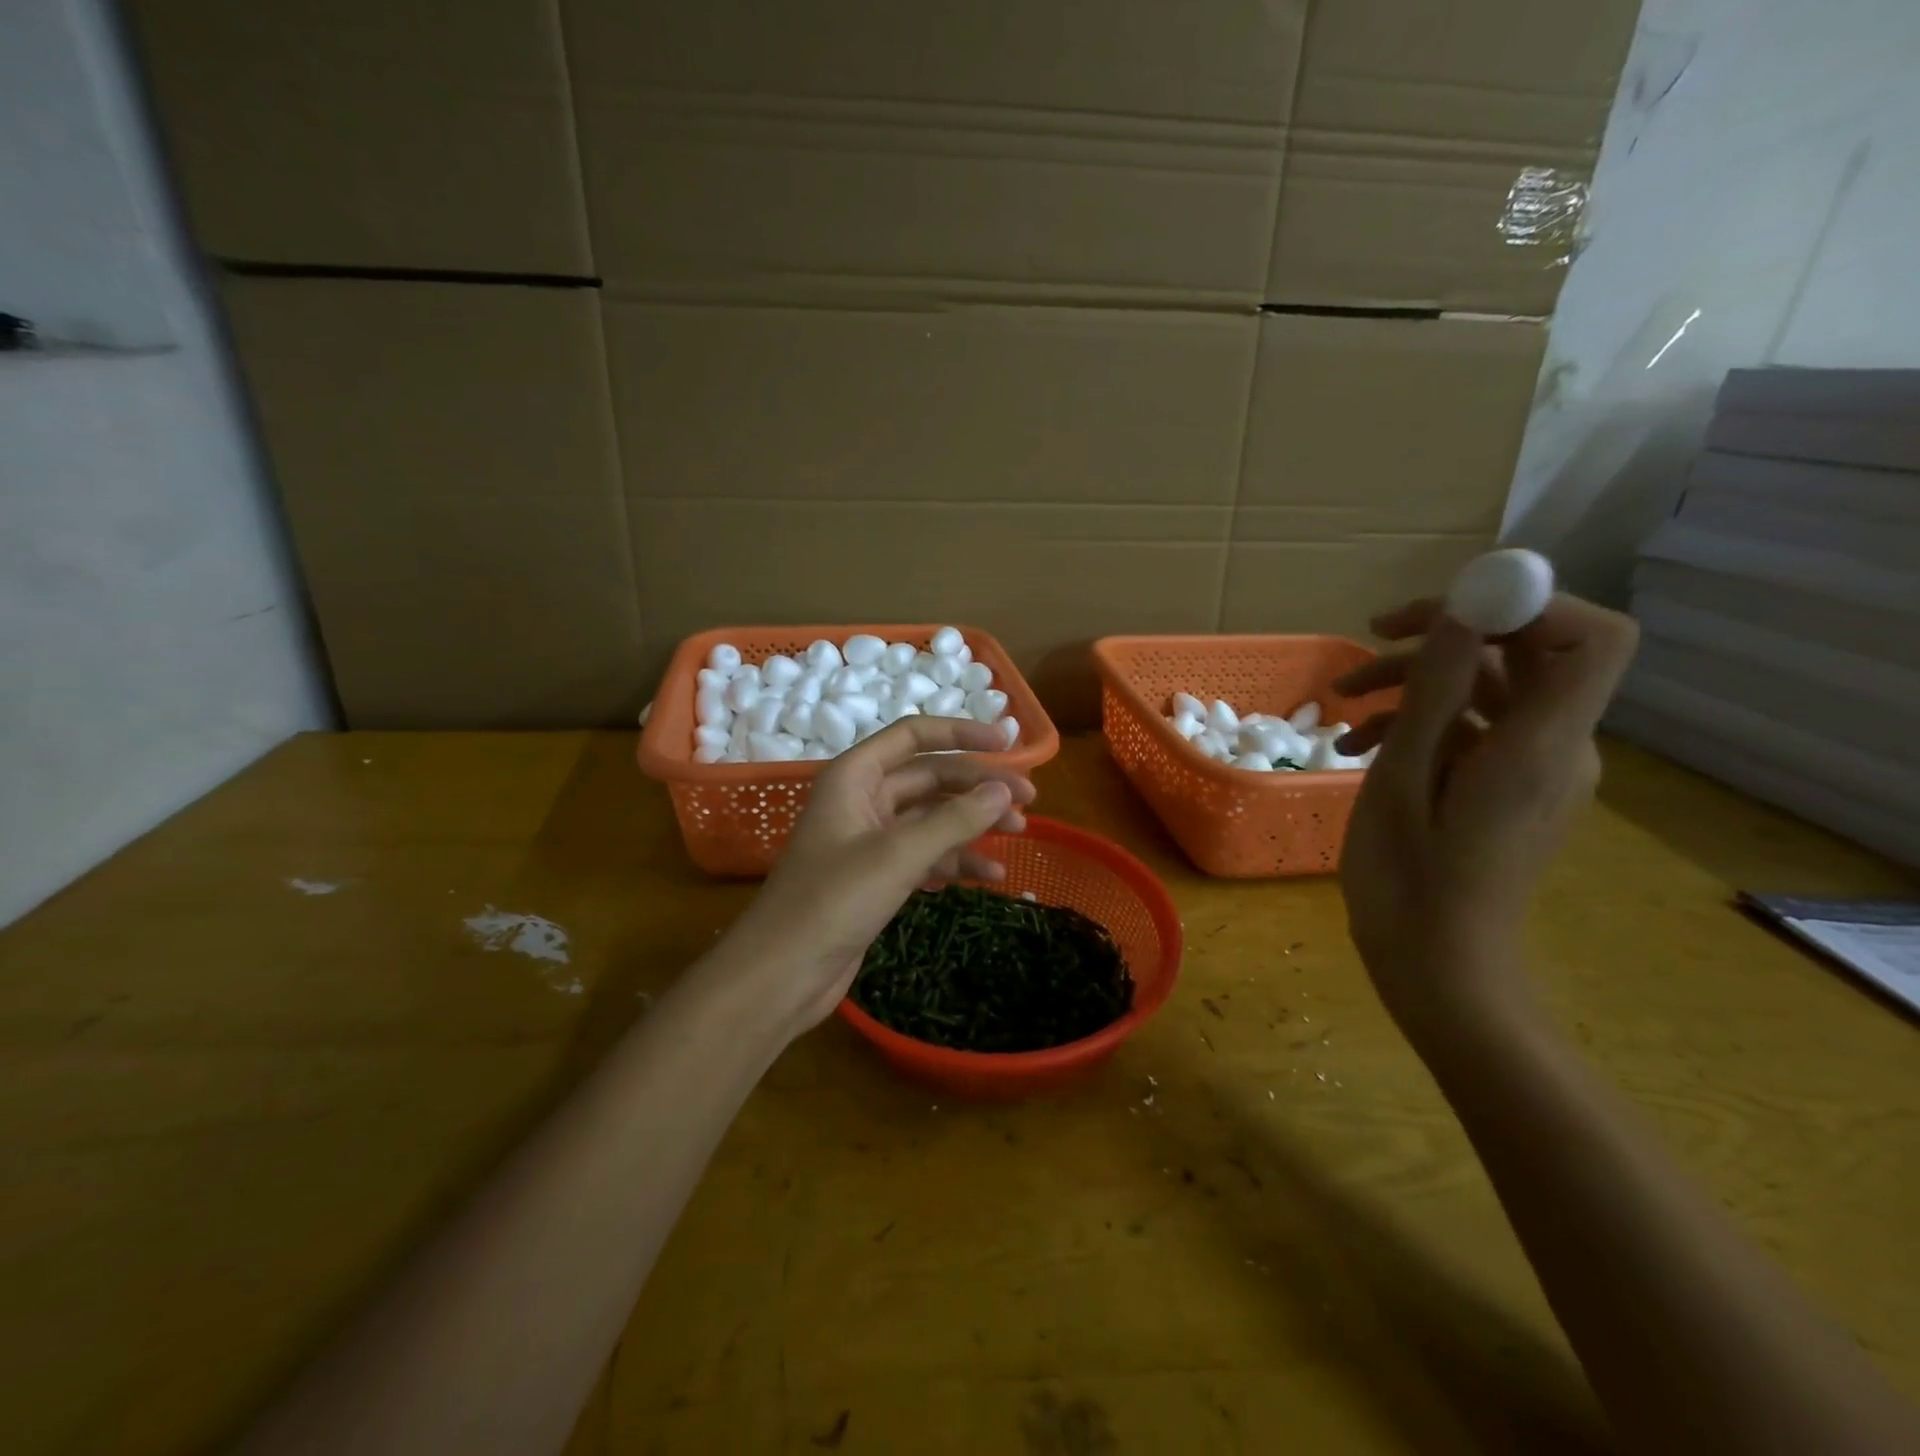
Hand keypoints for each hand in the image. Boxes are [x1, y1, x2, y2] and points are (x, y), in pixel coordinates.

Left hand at [723, 716, 1035, 1035]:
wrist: (783, 973)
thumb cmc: (832, 901)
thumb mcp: (898, 855)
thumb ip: (954, 820)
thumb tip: (1004, 790)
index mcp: (854, 776)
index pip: (914, 736)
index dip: (962, 734)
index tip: (1008, 744)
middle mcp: (862, 799)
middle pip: (930, 777)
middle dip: (978, 786)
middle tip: (1029, 800)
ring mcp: (870, 839)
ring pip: (932, 817)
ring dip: (973, 822)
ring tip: (1020, 833)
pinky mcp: (878, 876)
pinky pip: (926, 854)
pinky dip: (957, 860)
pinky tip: (991, 874)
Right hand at [1333, 593, 1637, 1033]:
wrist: (1437, 967)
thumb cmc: (1409, 882)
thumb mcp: (1403, 782)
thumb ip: (1436, 695)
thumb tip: (1460, 614)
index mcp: (1539, 746)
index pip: (1589, 638)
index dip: (1526, 603)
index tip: (1442, 610)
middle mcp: (1555, 747)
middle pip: (1525, 653)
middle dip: (1443, 636)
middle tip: (1367, 640)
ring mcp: (1533, 768)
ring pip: (1487, 689)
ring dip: (1415, 682)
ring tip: (1341, 704)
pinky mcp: (1508, 785)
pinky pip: (1473, 729)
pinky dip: (1419, 722)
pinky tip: (1358, 744)